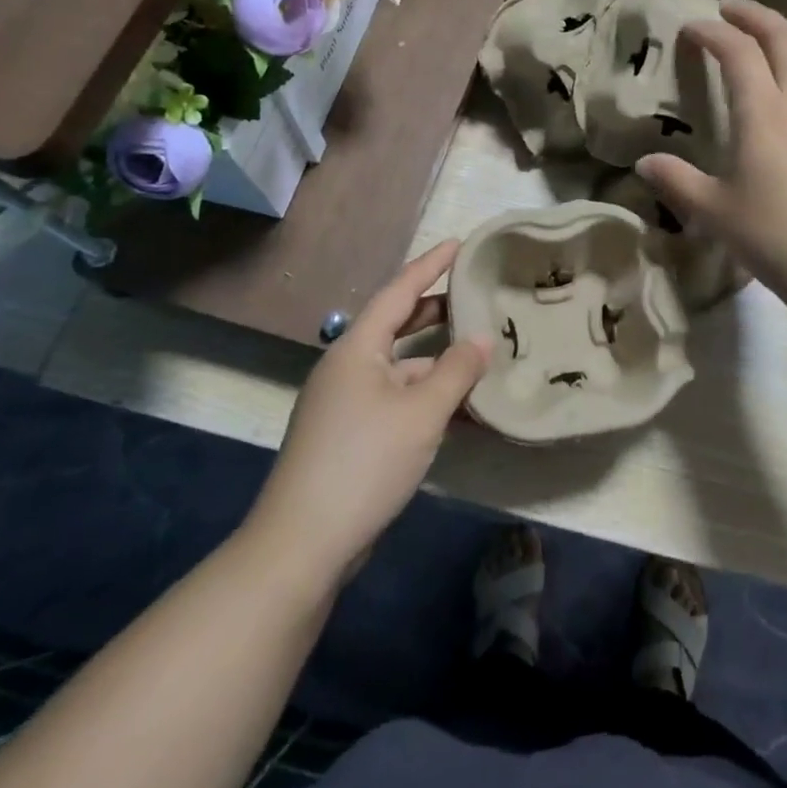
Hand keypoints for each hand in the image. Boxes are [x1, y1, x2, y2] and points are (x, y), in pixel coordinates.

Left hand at [245, 242, 491, 581]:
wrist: (303, 544)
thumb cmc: (364, 462)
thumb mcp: (422, 412)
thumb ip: (457, 371)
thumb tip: (483, 338)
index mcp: (357, 349)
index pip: (399, 292)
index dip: (430, 265)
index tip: (459, 243)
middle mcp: (347, 368)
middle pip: (397, 326)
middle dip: (436, 311)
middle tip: (475, 297)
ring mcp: (345, 403)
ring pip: (400, 367)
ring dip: (437, 361)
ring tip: (479, 355)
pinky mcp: (349, 435)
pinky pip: (395, 399)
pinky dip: (426, 395)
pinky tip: (458, 409)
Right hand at [637, 0, 786, 307]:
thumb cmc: (769, 234)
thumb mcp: (711, 210)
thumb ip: (675, 180)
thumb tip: (643, 164)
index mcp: (762, 112)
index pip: (737, 51)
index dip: (712, 32)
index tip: (691, 28)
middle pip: (782, 36)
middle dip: (753, 15)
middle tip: (729, 9)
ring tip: (772, 30)